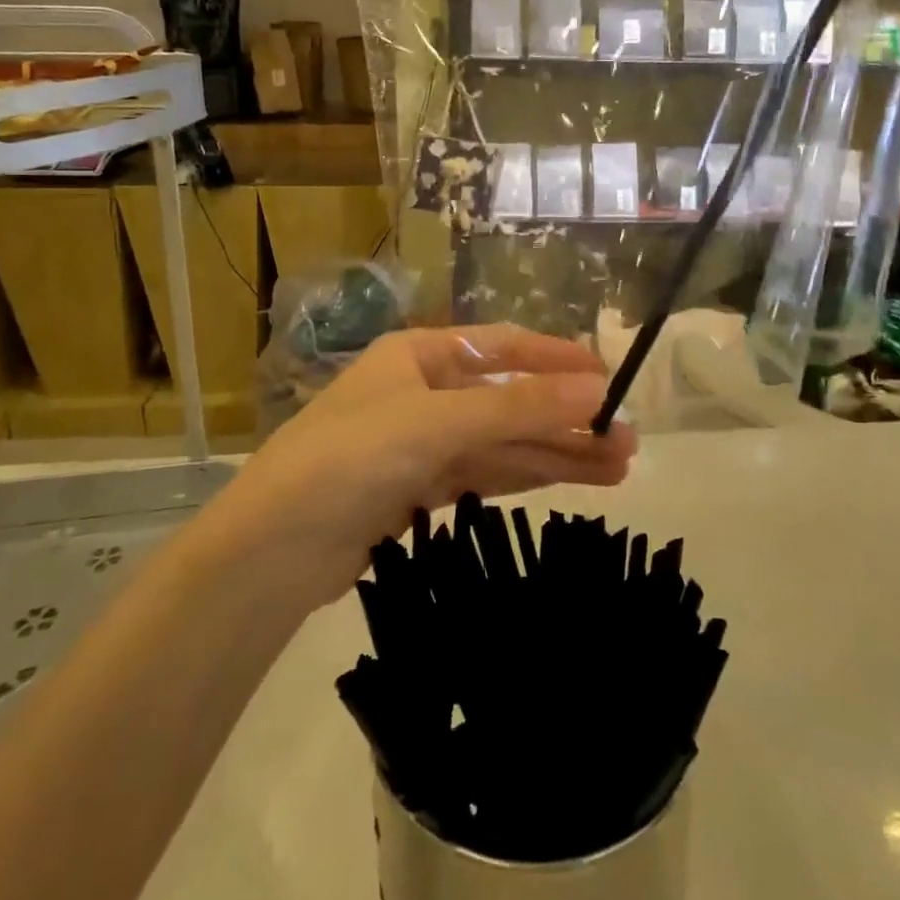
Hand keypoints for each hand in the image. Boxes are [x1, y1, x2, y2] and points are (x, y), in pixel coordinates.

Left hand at [198, 325, 636, 607]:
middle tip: (628, 441)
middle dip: (566, 418)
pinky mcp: (419, 492)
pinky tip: (569, 482)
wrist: (271, 552)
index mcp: (420, 354)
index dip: (557, 358)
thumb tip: (599, 387)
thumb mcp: (439, 422)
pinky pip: (485, 474)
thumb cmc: (352, 457)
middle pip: (509, 400)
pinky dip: (525, 477)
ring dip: (556, 453)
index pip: (503, 347)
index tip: (609, 377)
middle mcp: (424, 392)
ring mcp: (422, 444)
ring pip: (503, 443)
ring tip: (619, 468)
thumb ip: (519, 406)